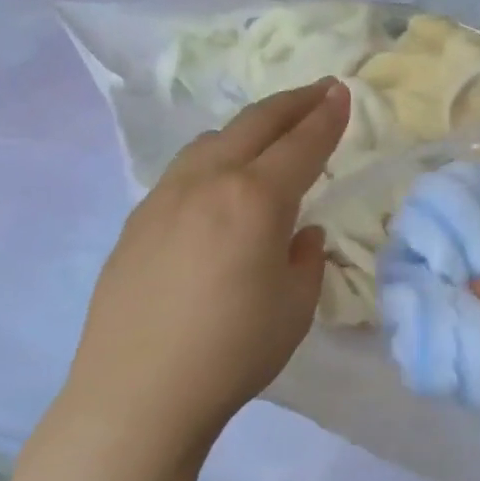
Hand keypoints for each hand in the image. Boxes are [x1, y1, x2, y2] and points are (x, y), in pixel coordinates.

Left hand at [59, 78, 349, 480]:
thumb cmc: (234, 351)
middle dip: (291, 104)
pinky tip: (218, 183)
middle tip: (317, 91)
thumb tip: (299, 233)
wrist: (140, 389)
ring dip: (247, 128)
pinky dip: (213, 159)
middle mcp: (208, 183)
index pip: (301, 146)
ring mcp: (164, 198)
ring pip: (211, 142)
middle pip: (253, 125)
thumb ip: (305, 260)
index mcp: (256, 200)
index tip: (341, 94)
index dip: (326, 118)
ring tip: (268, 134)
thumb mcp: (294, 309)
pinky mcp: (137, 221)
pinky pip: (183, 172)